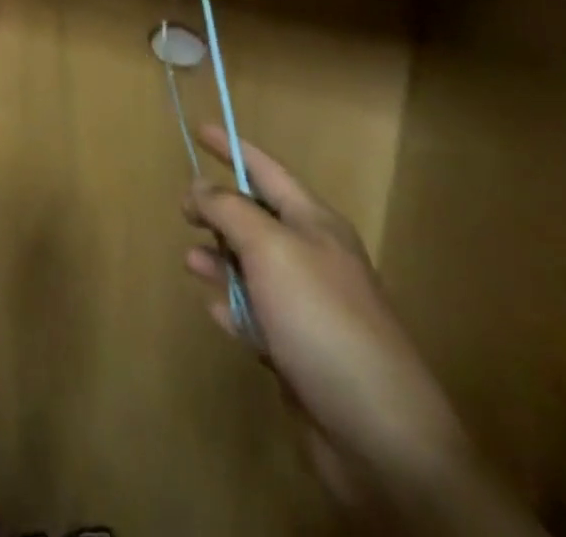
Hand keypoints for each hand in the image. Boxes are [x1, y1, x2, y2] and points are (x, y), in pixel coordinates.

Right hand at [183, 129, 479, 515]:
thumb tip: (199, 187)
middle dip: (218, 212)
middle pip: (256, 218)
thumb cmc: (323, 320)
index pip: (266, 170)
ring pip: (250, 268)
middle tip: (184, 213)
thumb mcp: (270, 248)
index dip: (232, 147)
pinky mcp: (299, 351)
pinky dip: (233, 308)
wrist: (381, 436)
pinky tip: (218, 313)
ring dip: (219, 261)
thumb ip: (229, 209)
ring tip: (191, 263)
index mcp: (315, 224)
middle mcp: (313, 259)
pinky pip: (255, 315)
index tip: (198, 128)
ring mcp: (308, 307)